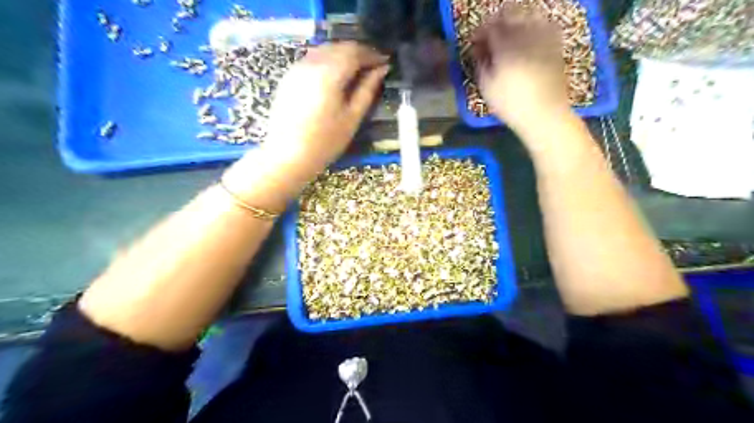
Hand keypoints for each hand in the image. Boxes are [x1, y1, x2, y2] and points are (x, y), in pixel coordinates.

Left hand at [262, 40, 387, 174]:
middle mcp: (311, 64)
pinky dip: (328, 60)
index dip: (372, 55)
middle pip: (339, 47)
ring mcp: (297, 68)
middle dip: (359, 52)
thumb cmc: (325, 142)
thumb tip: (381, 70)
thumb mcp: (352, 118)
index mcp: (329, 74)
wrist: (288, 155)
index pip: (355, 52)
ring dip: (343, 55)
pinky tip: (336, 75)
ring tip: (357, 70)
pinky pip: (313, 59)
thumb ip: (367, 90)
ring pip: (325, 50)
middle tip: (373, 65)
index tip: (384, 62)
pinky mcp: (289, 76)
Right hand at [472, 5, 567, 135]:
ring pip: (528, 16)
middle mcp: (525, 35)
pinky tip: (527, 38)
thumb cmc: (511, 105)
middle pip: (510, 15)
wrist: (545, 114)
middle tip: (490, 36)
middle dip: (497, 22)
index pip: (489, 28)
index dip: (480, 32)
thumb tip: (478, 50)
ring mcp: (543, 38)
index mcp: (505, 46)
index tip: (474, 42)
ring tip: (508, 35)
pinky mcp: (555, 45)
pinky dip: (533, 26)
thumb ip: (480, 64)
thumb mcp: (486, 88)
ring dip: (515, 21)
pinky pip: (544, 25)